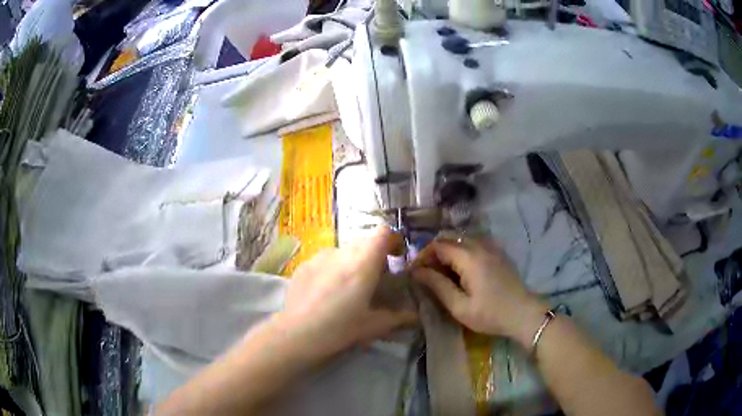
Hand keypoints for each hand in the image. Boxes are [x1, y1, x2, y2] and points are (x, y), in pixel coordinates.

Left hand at [278, 227, 416, 357]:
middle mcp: (342, 252)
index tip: (396, 256)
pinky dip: (331, 269)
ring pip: (343, 251)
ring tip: (346, 288)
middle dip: (373, 256)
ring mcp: (320, 256)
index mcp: (364, 263)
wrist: (298, 333)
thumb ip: (400, 317)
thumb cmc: (341, 328)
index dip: (392, 240)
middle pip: (364, 243)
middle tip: (373, 280)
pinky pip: (325, 260)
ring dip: (351, 262)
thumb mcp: (374, 325)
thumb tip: (417, 316)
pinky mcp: (304, 264)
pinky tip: (324, 292)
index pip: (383, 232)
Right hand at [412, 237, 547, 346]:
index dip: (422, 256)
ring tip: (441, 273)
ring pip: (461, 240)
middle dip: (433, 253)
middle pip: (449, 239)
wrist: (524, 314)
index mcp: (469, 258)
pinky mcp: (498, 253)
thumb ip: (437, 286)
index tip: (414, 272)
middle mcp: (480, 246)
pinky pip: (473, 244)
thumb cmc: (490, 314)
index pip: (438, 245)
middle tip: (425, 273)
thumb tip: (417, 271)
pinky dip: (461, 252)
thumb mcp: (460, 306)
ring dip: (447, 252)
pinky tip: (460, 271)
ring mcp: (491, 248)